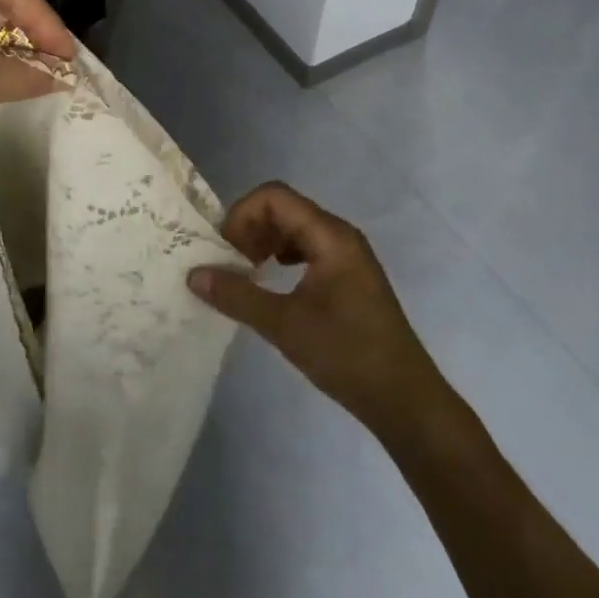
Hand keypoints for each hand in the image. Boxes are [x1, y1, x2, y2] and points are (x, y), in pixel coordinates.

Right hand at [189, 181, 439, 432]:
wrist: (404, 400)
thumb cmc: (346, 354)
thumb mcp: (284, 325)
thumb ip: (237, 295)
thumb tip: (194, 274)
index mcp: (329, 236)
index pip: (274, 197)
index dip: (242, 214)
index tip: (223, 249)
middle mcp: (339, 236)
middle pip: (283, 208)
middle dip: (249, 228)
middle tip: (228, 263)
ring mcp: (346, 256)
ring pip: (294, 229)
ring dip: (263, 242)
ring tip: (245, 273)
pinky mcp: (347, 278)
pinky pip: (306, 249)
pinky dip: (281, 257)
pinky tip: (271, 283)